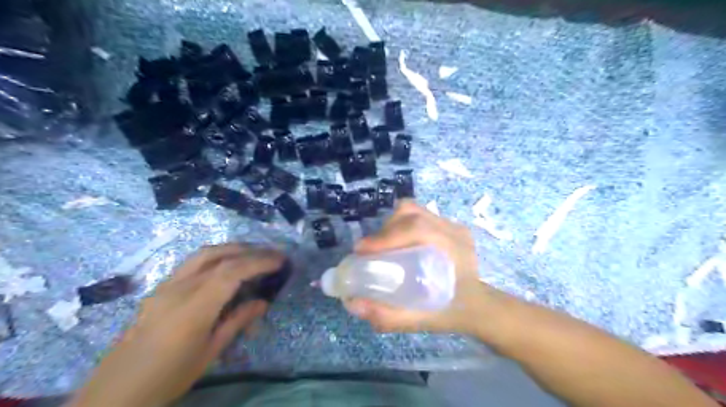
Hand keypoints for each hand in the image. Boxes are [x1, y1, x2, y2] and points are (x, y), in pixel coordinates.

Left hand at [67, 244, 282, 405]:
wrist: (117, 390)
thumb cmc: (169, 376)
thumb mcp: (209, 352)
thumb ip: (237, 321)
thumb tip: (262, 302)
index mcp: (193, 307)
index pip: (232, 271)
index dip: (259, 262)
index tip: (280, 260)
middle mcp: (179, 288)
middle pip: (219, 255)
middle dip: (250, 250)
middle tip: (272, 254)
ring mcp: (166, 285)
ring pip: (204, 253)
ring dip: (233, 248)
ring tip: (253, 253)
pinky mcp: (160, 288)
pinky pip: (192, 262)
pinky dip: (216, 256)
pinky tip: (226, 265)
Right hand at [344, 201, 489, 336]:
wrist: (480, 306)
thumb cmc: (455, 313)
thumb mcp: (423, 320)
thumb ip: (390, 316)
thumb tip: (353, 304)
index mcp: (453, 249)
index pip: (417, 228)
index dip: (386, 236)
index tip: (362, 251)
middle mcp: (453, 230)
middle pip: (411, 213)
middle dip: (385, 230)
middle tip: (370, 251)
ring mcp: (452, 225)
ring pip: (413, 211)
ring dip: (392, 225)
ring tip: (383, 246)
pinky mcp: (447, 226)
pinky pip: (418, 215)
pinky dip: (401, 225)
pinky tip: (399, 244)